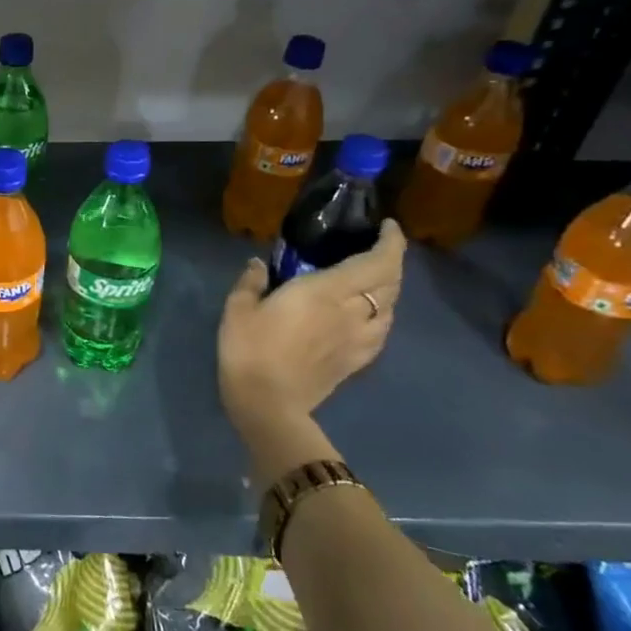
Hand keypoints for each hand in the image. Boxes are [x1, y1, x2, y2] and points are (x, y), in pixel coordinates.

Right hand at [218, 220, 405, 434]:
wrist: (267, 403)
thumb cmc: (250, 349)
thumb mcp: (238, 308)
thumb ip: (251, 282)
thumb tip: (258, 264)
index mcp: (326, 291)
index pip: (377, 261)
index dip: (391, 241)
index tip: (386, 226)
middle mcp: (352, 311)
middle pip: (391, 282)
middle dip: (392, 260)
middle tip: (376, 248)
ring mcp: (358, 339)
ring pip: (390, 308)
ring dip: (388, 289)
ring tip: (372, 280)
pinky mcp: (357, 361)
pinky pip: (381, 331)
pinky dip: (381, 315)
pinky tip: (367, 316)